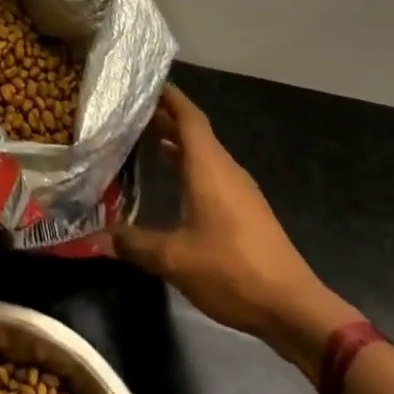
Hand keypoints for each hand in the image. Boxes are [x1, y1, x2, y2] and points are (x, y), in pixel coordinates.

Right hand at [112, 86, 358, 377]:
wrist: (294, 309)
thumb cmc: (232, 271)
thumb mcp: (174, 259)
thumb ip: (135, 244)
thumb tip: (99, 237)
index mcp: (209, 168)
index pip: (188, 117)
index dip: (168, 97)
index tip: (144, 83)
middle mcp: (226, 171)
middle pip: (194, 132)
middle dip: (165, 118)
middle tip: (130, 113)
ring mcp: (240, 191)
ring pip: (204, 154)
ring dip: (177, 143)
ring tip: (145, 140)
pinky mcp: (247, 211)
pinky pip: (213, 173)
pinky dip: (189, 165)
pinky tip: (173, 179)